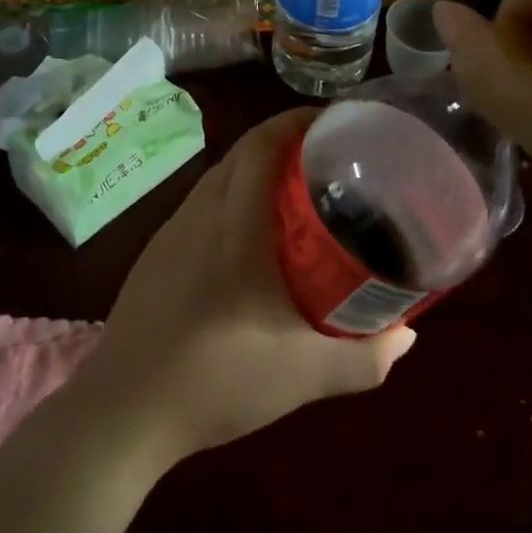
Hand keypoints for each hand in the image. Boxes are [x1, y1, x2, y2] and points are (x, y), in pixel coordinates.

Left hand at [76, 110, 416, 467]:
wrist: (123, 412)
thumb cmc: (217, 382)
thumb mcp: (305, 377)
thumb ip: (365, 358)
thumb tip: (408, 337)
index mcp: (236, 227)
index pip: (261, 145)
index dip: (296, 121)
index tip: (334, 122)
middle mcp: (200, 215)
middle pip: (241, 153)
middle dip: (284, 141)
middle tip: (329, 158)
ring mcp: (171, 233)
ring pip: (218, 177)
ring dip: (255, 169)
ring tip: (295, 192)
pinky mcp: (154, 255)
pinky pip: (200, 204)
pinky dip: (231, 197)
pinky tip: (248, 237)